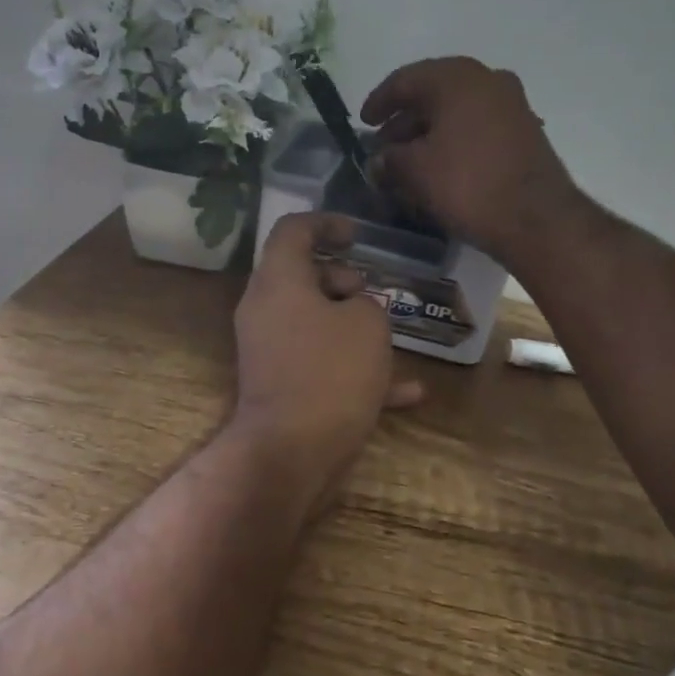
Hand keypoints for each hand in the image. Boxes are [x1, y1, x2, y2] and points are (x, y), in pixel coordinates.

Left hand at [230, 212, 424, 510]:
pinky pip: (320, 365)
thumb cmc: (330, 372)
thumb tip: (356, 310)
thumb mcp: (368, 323)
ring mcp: (271, 350)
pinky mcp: (281, 386)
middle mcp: (266, 310)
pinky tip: (408, 393)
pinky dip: (355, 370)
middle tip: (373, 292)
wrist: (291, 452)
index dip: (327, 222)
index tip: (357, 235)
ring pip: (313, 321)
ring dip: (352, 324)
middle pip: (302, 276)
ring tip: (391, 335)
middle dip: (343, 279)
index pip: (293, 230)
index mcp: (278, 281)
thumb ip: (366, 303)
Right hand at [360, 57, 580, 264]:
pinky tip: (440, 166)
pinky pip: (477, 126)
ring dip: (429, 132)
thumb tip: (378, 161)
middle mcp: (487, 80)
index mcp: (456, 78)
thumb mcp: (416, 171)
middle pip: (433, 93)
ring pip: (457, 111)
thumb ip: (389, 159)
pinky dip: (454, 140)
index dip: (379, 101)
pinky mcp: (524, 130)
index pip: (405, 80)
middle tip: (384, 146)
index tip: (363, 122)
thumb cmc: (468, 184)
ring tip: (408, 161)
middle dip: (404, 120)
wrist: (537, 218)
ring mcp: (511, 104)